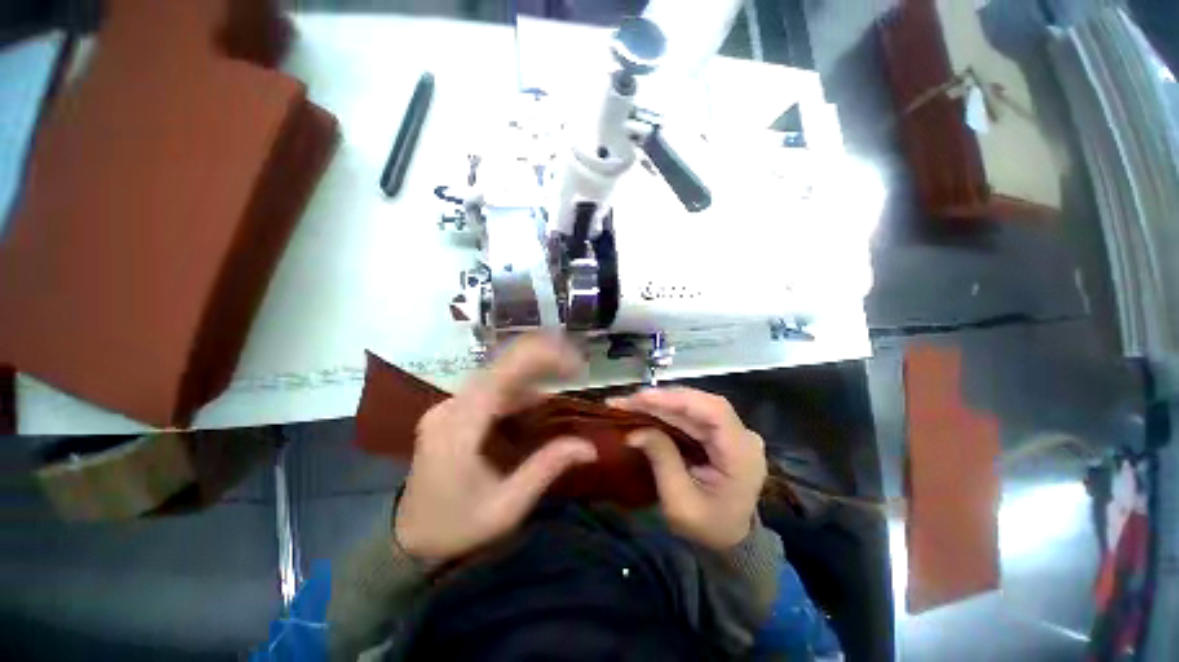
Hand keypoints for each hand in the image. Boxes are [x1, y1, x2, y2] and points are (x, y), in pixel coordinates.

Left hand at [394, 333, 597, 562]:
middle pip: (503, 365)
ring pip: (499, 374)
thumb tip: (590, 447)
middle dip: (544, 360)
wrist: (406, 541)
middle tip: (577, 368)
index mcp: (460, 425)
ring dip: (534, 373)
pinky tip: (539, 400)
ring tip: (566, 378)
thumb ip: (547, 468)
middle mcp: (452, 405)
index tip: (576, 367)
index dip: (543, 358)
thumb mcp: (506, 507)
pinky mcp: (453, 411)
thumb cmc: (455, 528)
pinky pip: (492, 389)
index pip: (505, 371)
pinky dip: (520, 388)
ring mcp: (450, 405)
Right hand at [608, 387, 765, 550]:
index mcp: (741, 455)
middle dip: (662, 398)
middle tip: (627, 400)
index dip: (676, 399)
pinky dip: (669, 408)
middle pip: (702, 403)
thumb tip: (635, 431)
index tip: (642, 398)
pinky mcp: (721, 431)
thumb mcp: (680, 503)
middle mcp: (743, 436)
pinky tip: (648, 408)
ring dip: (662, 401)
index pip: (713, 412)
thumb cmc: (707, 528)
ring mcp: (734, 432)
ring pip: (696, 404)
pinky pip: (694, 413)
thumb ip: (662, 460)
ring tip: (632, 402)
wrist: (731, 540)